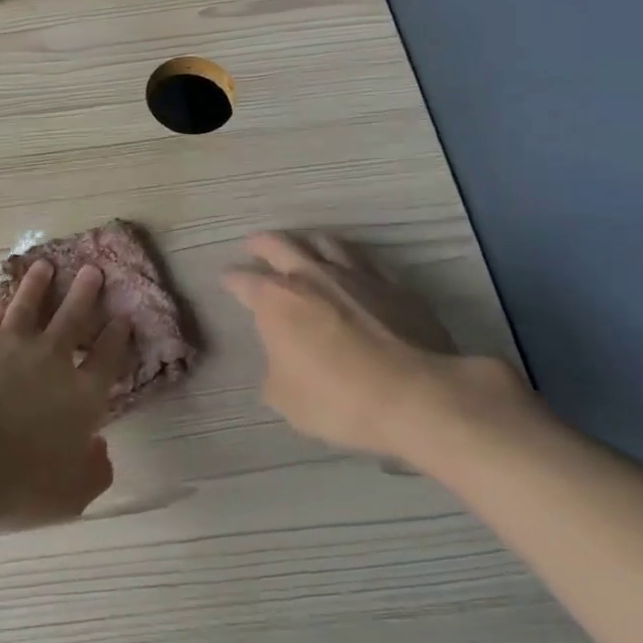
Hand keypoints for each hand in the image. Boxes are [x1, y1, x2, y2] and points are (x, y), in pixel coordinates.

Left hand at [0, 261, 132, 529]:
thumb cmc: (18, 483)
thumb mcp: (70, 495)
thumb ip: (93, 472)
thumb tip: (100, 448)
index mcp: (81, 395)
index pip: (107, 358)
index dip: (116, 337)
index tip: (122, 316)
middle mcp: (51, 359)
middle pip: (73, 317)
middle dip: (85, 292)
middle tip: (92, 269)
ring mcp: (11, 343)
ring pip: (29, 304)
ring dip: (39, 284)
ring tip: (44, 266)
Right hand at [223, 232, 529, 460]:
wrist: (416, 396)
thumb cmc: (338, 399)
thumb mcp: (286, 399)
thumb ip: (274, 372)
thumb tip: (280, 364)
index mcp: (275, 300)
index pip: (242, 279)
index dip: (230, 279)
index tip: (226, 279)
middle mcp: (310, 276)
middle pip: (278, 244)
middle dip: (261, 244)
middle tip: (253, 244)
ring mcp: (356, 276)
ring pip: (325, 242)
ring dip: (308, 242)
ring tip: (305, 246)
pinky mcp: (395, 285)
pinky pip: (368, 262)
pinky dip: (353, 261)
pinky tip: (355, 269)